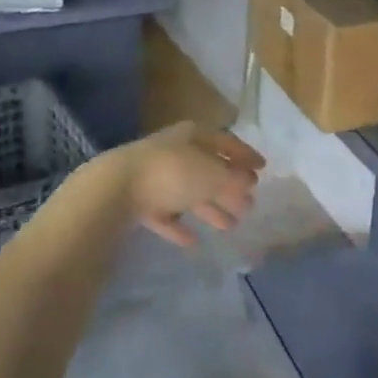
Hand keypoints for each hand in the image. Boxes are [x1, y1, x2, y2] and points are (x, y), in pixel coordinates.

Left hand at [116, 122, 263, 247]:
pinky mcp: (137, 202)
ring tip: (230, 226)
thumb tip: (249, 182)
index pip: (225, 141)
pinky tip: (193, 242)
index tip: (262, 169)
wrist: (115, 189)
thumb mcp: (213, 175)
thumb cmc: (173, 173)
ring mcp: (153, 177)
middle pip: (207, 169)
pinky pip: (165, 214)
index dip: (245, 155)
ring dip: (209, 208)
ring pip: (188, 193)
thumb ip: (234, 180)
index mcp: (192, 136)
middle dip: (229, 187)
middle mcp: (173, 151)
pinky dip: (179, 226)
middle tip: (249, 205)